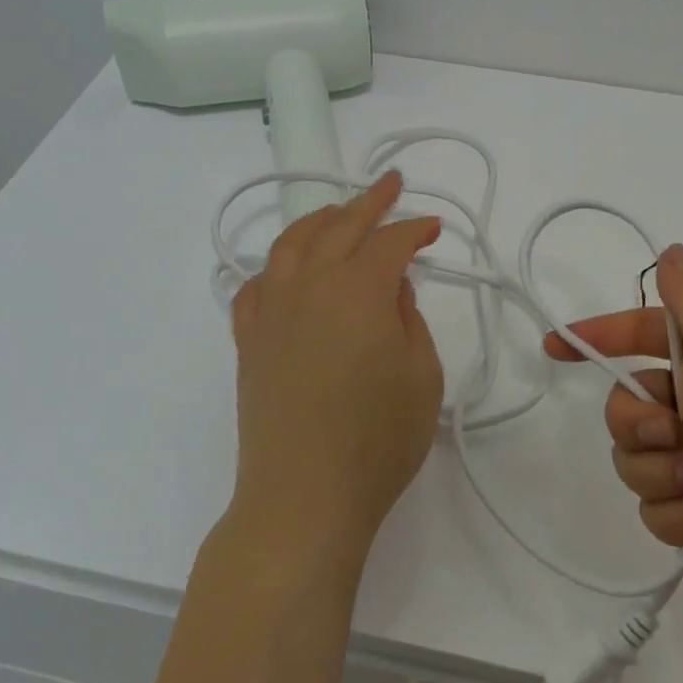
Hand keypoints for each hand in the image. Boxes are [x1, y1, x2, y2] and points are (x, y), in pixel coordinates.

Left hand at [228, 171, 444, 557]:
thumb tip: (392, 287)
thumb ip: (408, 318)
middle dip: (369, 202)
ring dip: (319, 219)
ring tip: (339, 211)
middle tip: (391, 185)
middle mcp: (310, 286)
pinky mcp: (249, 339)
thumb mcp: (421, 376)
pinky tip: (286, 269)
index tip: (433, 227)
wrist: (303, 497)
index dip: (414, 230)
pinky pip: (256, 285)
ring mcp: (272, 310)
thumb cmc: (377, 441)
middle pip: (339, 227)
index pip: (390, 243)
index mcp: (358, 290)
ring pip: (291, 245)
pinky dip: (275, 266)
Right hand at [545, 245, 682, 617]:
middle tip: (673, 432)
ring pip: (636, 453)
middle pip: (631, 397)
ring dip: (662, 469)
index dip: (602, 335)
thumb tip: (673, 252)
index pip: (649, 330)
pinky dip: (679, 512)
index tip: (557, 347)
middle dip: (640, 420)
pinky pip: (653, 502)